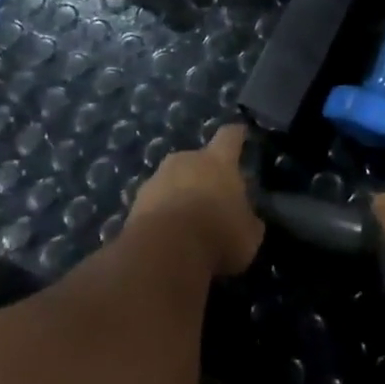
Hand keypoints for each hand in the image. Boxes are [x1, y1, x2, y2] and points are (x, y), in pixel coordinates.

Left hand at [126, 124, 264, 277]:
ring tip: (188, 221)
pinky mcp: (136, 201)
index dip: (237, 135)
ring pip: (173, 179)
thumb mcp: (248, 235)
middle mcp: (186, 160)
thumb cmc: (217, 234)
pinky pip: (155, 201)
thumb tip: (247, 220)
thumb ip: (248, 221)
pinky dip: (162, 213)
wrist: (163, 251)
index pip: (230, 136)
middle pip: (198, 158)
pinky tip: (168, 235)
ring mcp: (157, 178)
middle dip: (205, 173)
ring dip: (181, 193)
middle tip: (213, 197)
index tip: (241, 132)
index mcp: (219, 161)